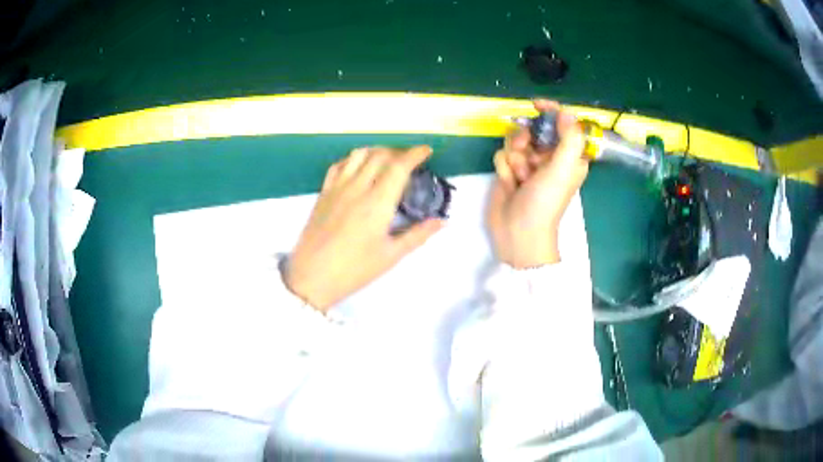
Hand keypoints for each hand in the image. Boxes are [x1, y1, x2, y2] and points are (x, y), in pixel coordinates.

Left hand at [284, 146, 444, 311]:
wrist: (311, 276)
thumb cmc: (354, 269)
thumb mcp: (391, 256)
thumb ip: (418, 235)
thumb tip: (441, 221)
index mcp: (377, 202)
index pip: (399, 166)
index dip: (415, 154)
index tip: (427, 150)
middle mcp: (357, 188)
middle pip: (380, 155)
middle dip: (399, 151)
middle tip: (411, 159)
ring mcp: (337, 187)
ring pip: (359, 154)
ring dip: (377, 151)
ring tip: (387, 160)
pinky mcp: (323, 192)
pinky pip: (339, 165)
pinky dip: (354, 159)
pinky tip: (359, 168)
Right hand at [487, 100, 588, 268]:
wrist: (517, 233)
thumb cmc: (545, 202)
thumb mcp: (563, 169)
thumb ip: (569, 138)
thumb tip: (566, 112)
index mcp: (569, 157)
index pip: (563, 124)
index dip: (552, 112)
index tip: (536, 105)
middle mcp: (549, 158)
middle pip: (534, 129)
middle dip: (526, 138)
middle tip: (525, 150)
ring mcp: (528, 164)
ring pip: (515, 140)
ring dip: (514, 155)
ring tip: (519, 175)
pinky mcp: (509, 171)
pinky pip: (502, 154)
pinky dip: (504, 167)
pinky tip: (510, 184)